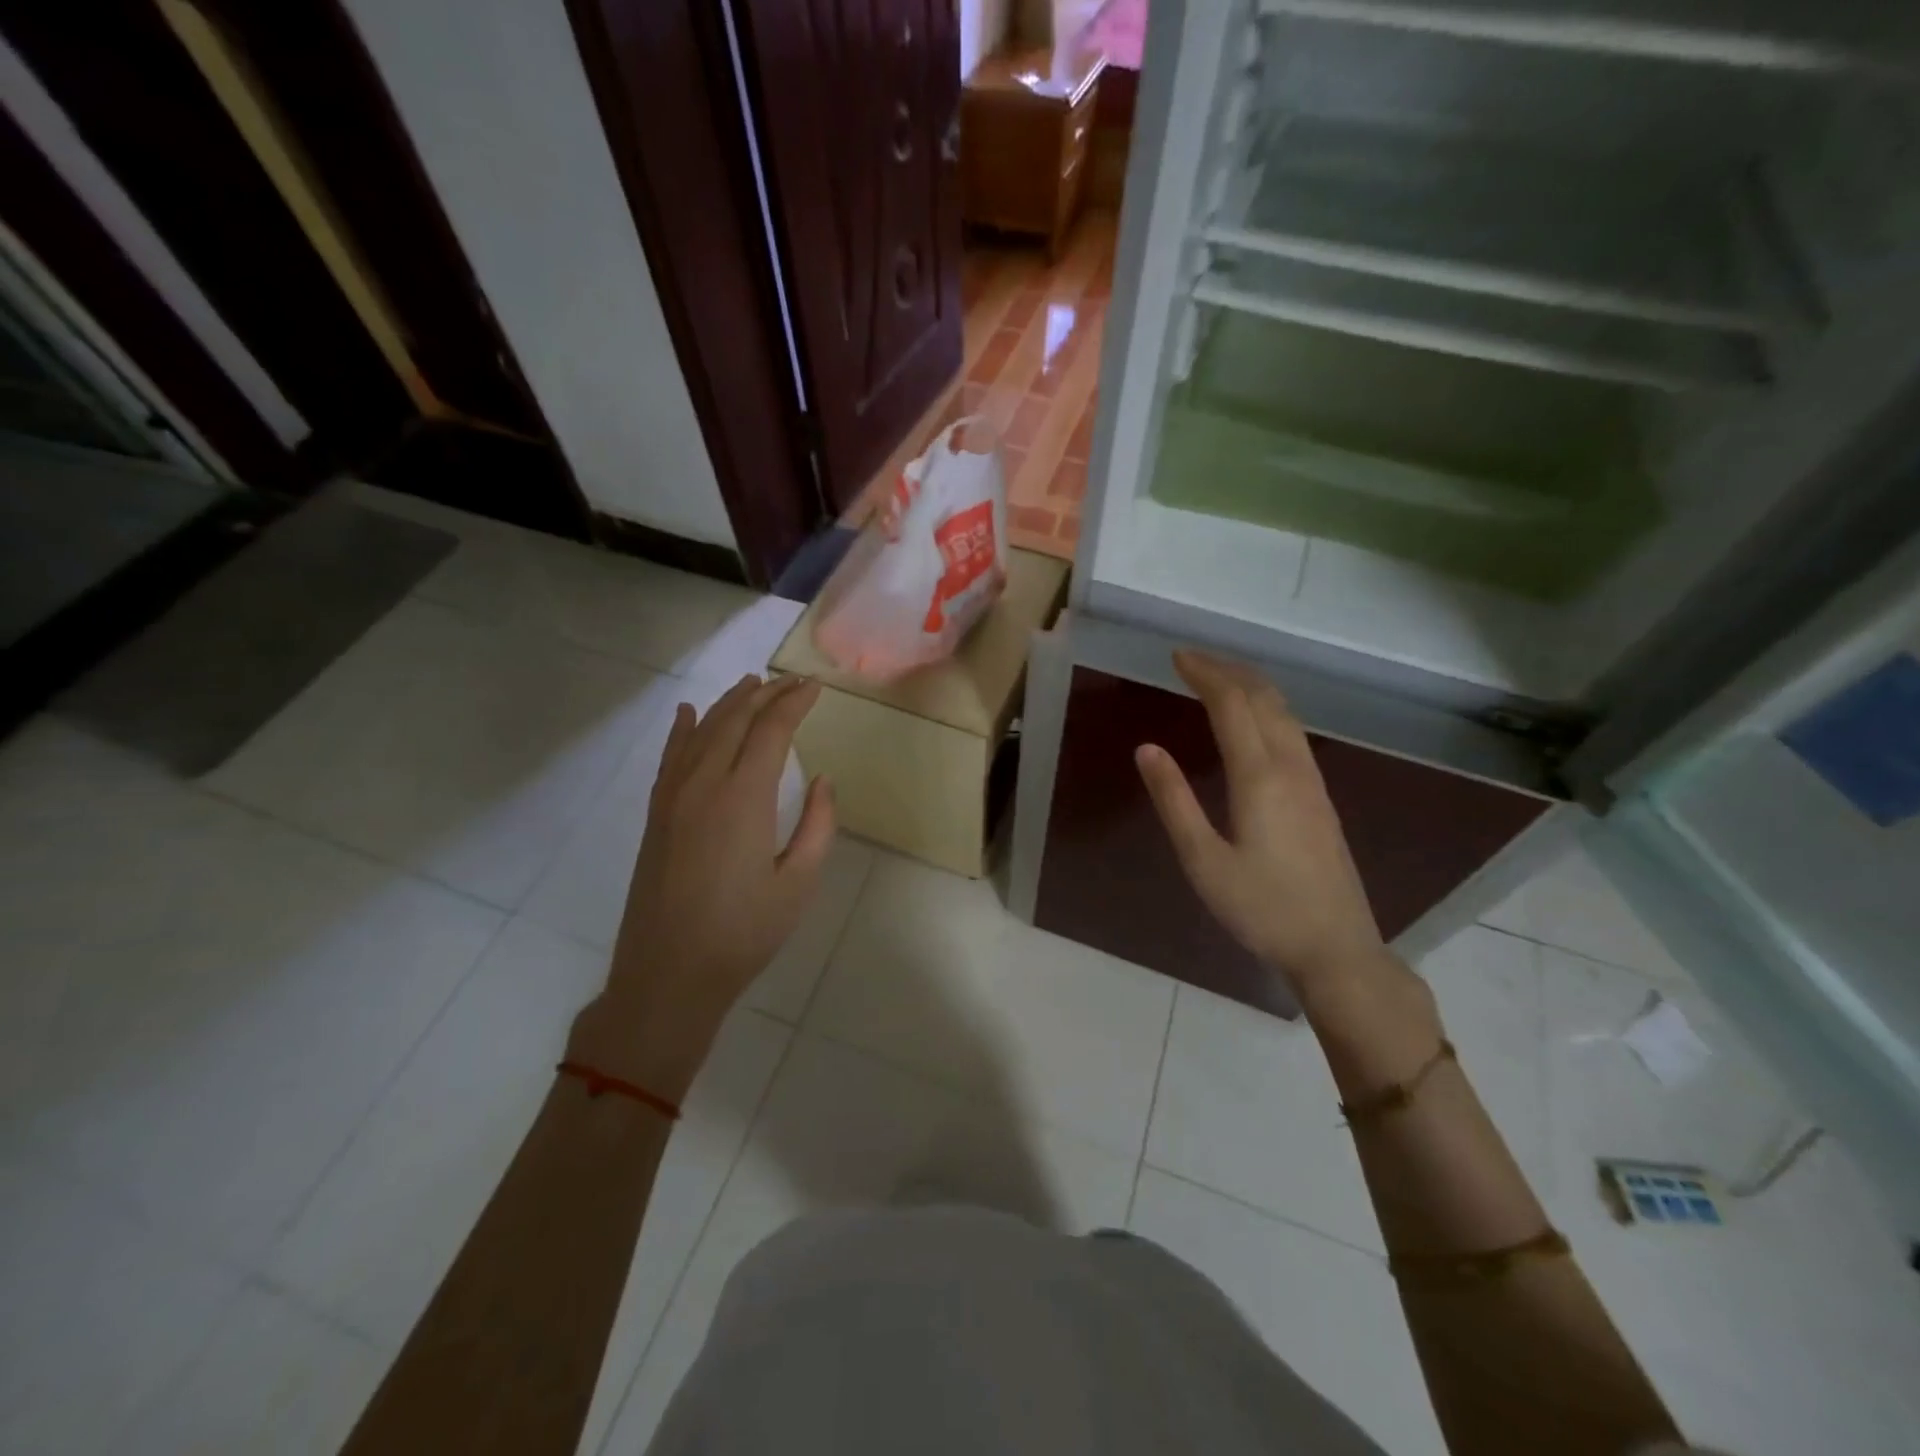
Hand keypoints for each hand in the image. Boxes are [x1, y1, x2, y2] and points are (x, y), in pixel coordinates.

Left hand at [568, 675, 834, 1098]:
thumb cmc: (744, 932)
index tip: (814, 687)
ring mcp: (673, 797)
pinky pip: (670, 757)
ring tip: (752, 684)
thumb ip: (818, 825)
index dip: (794, 703)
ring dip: (728, 703)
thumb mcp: (799, 883)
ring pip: (701, 731)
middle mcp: (704, 784)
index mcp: (744, 797)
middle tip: (790, 681)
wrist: (669, 974)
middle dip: (765, 694)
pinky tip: (687, 713)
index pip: (771, 731)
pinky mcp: (656, 815)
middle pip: (734, 721)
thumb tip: (822, 780)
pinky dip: (682, 730)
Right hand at [1134, 650, 1386, 1002]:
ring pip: (1284, 712)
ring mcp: (1312, 780)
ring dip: (1250, 685)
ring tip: (1218, 677)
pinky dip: (1267, 707)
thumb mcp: (1203, 860)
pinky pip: (1293, 730)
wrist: (1335, 946)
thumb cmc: (1261, 908)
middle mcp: (1290, 766)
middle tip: (1192, 659)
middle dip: (1227, 669)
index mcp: (1259, 777)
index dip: (1204, 674)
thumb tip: (1147, 749)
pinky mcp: (1320, 796)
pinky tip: (1254, 719)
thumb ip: (1174, 801)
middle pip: (1263, 698)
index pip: (1232, 704)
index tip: (1176, 657)